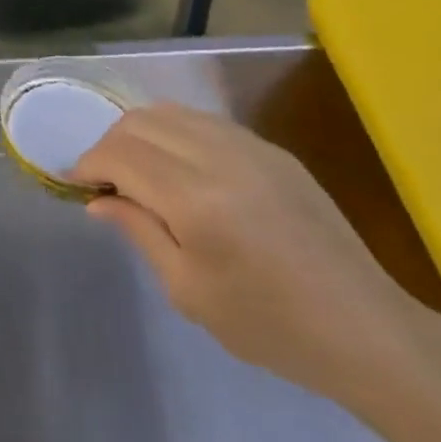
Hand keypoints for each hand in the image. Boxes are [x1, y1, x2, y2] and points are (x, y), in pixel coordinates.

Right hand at [75, 102, 426, 406]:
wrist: (366, 329)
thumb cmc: (270, 326)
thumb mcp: (189, 291)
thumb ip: (138, 231)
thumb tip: (98, 198)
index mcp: (196, 200)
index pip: (120, 154)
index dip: (88, 162)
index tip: (74, 182)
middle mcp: (220, 157)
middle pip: (140, 122)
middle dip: (109, 144)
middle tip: (102, 180)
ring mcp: (251, 146)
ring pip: (171, 112)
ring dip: (140, 133)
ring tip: (135, 170)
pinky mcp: (272, 150)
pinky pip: (205, 122)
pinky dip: (175, 133)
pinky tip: (178, 167)